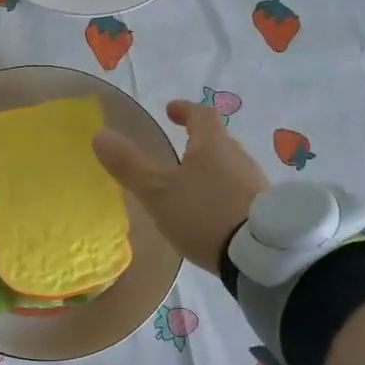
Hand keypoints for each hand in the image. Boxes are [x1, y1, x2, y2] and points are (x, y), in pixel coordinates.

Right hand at [93, 99, 270, 274]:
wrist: (262, 254)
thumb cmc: (205, 213)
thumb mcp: (158, 192)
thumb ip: (129, 165)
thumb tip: (99, 135)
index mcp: (212, 145)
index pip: (201, 114)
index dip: (185, 110)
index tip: (171, 110)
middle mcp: (238, 157)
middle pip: (218, 141)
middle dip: (198, 142)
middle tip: (179, 150)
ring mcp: (255, 183)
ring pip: (229, 167)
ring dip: (211, 169)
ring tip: (191, 186)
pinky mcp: (264, 210)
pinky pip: (239, 191)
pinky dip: (222, 193)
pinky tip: (212, 213)